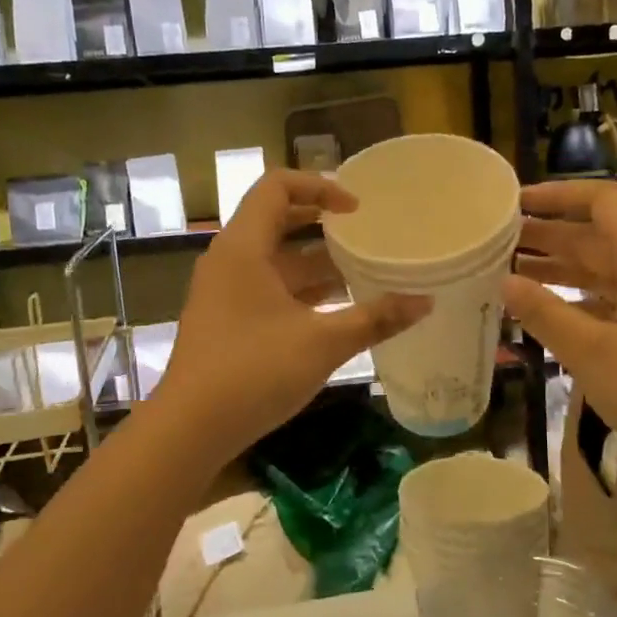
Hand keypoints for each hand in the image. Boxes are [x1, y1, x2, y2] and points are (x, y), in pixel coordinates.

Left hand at [157, 170, 430, 461]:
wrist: (190, 430)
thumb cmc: (254, 372)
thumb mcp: (322, 343)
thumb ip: (375, 319)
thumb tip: (426, 302)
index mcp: (243, 247)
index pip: (276, 186)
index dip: (319, 187)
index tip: (356, 210)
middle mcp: (228, 261)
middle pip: (276, 222)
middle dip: (322, 226)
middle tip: (364, 236)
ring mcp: (223, 294)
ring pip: (274, 263)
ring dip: (315, 266)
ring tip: (362, 276)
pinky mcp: (225, 323)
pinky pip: (267, 291)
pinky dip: (300, 294)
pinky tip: (334, 315)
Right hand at [504, 180, 616, 487]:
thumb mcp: (594, 355)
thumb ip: (545, 314)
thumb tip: (505, 282)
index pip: (603, 201)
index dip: (557, 196)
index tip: (514, 203)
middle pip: (603, 234)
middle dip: (550, 235)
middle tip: (498, 243)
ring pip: (611, 268)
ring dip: (565, 268)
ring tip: (512, 273)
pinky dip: (586, 297)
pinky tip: (553, 312)